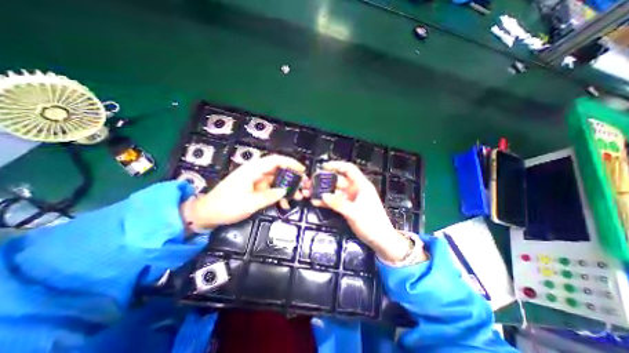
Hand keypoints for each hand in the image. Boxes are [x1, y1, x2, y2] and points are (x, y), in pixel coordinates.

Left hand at [179, 154, 306, 227]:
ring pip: (276, 180)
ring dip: (287, 187)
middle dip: (292, 177)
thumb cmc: (226, 206)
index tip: (302, 170)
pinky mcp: (254, 188)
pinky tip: (284, 204)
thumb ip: (269, 196)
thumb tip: (284, 191)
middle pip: (278, 170)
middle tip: (303, 186)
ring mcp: (255, 180)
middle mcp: (255, 172)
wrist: (207, 214)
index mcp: (252, 170)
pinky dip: (278, 195)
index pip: (275, 160)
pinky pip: (270, 189)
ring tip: (297, 196)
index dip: (290, 163)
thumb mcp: (249, 203)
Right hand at [311, 161, 418, 263]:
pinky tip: (315, 202)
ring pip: (334, 191)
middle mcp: (355, 189)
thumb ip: (339, 203)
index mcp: (361, 185)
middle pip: (338, 180)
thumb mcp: (355, 212)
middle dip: (324, 180)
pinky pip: (334, 201)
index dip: (336, 165)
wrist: (379, 239)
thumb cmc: (372, 223)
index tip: (323, 166)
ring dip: (323, 191)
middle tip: (311, 182)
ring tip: (309, 192)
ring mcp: (350, 198)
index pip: (349, 169)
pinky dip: (326, 201)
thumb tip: (323, 196)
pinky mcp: (346, 207)